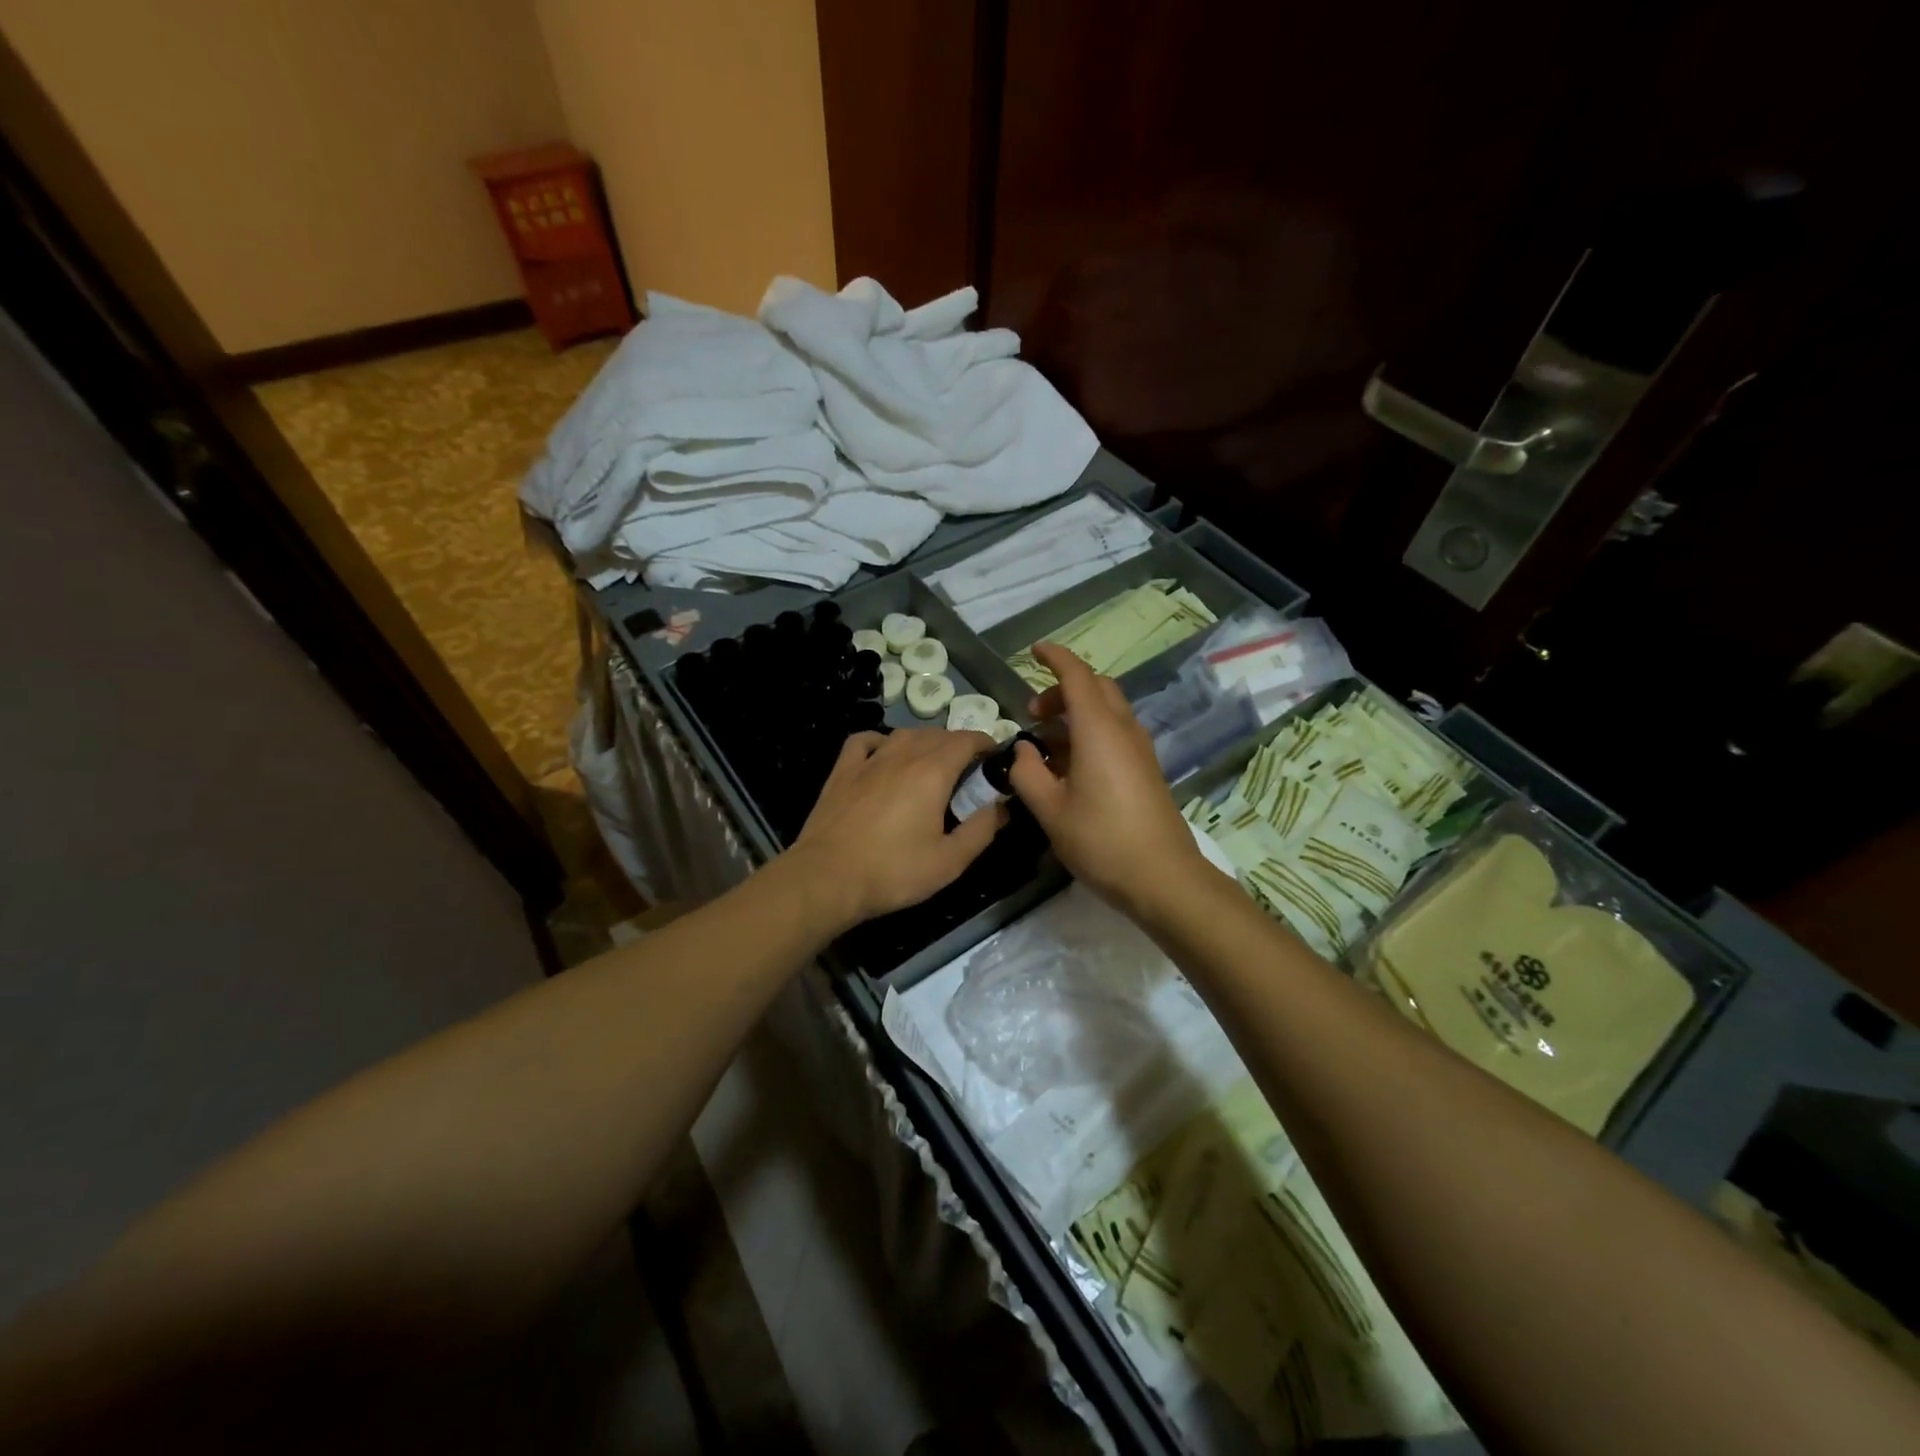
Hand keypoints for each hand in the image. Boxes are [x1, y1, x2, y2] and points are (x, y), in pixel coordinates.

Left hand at [789, 728, 1005, 930]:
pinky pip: (865, 741)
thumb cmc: (893, 871)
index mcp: (932, 772)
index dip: (986, 744)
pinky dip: (881, 741)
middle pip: (937, 734)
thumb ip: (981, 829)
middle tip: (969, 772)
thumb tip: (1000, 806)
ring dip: (925, 741)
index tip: (995, 758)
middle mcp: (902, 755)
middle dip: (959, 745)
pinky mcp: (842, 771)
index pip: (967, 740)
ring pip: (904, 734)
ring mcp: (868, 760)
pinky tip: (884, 755)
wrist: (827, 878)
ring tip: (932, 763)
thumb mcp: (950, 861)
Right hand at [1007, 643, 1211, 915]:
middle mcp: (1123, 730)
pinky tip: (1069, 766)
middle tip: (1034, 713)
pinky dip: (1089, 733)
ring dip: (1075, 714)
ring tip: (1044, 744)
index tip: (1034, 651)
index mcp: (1099, 730)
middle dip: (1063, 689)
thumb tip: (1022, 750)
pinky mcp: (1145, 769)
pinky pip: (1115, 733)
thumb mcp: (1050, 810)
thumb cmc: (1101, 840)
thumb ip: (1027, 773)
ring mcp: (1139, 749)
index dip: (1054, 658)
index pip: (1077, 676)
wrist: (1163, 877)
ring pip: (1107, 711)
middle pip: (1096, 688)